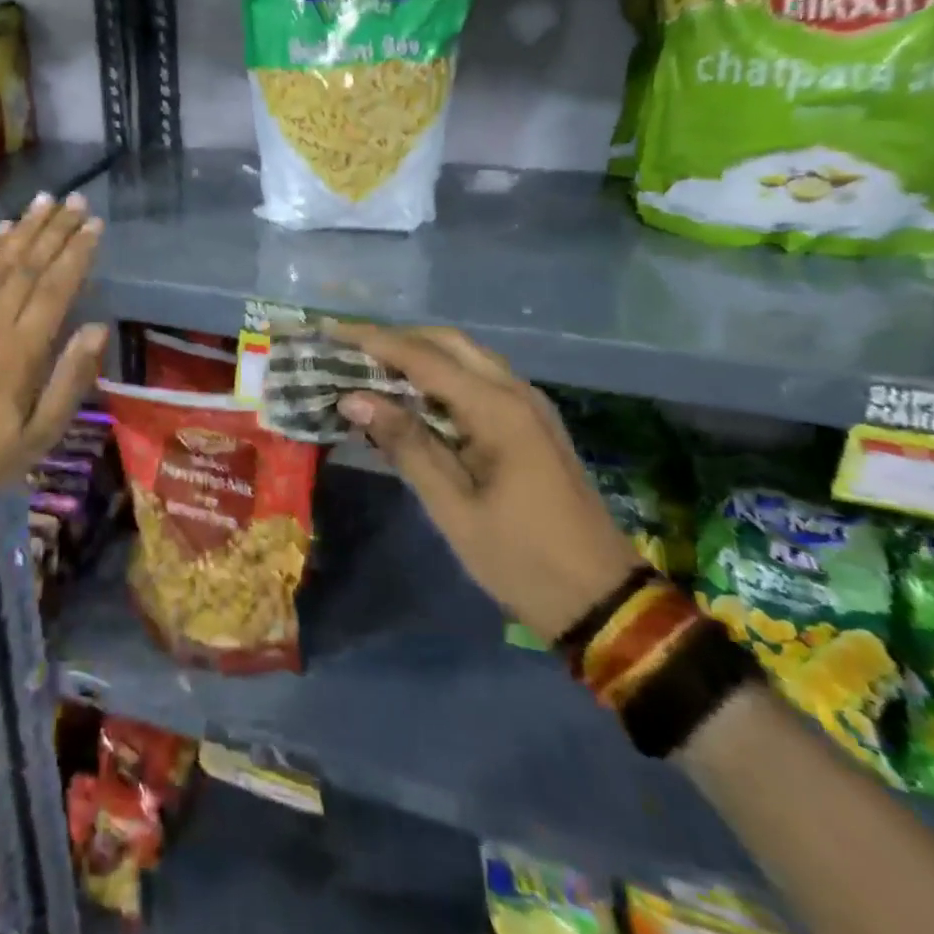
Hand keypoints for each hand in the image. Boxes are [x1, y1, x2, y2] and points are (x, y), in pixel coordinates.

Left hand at [0, 194, 108, 495]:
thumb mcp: (42, 433)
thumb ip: (70, 379)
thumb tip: (98, 327)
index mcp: (22, 350)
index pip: (55, 288)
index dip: (76, 253)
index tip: (94, 224)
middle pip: (28, 265)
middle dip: (54, 230)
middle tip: (75, 199)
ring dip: (24, 229)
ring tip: (44, 200)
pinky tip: (2, 230)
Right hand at [328, 322, 644, 642]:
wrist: (602, 600)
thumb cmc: (521, 558)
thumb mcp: (453, 508)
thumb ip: (406, 444)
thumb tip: (353, 398)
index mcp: (497, 409)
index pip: (423, 357)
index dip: (373, 341)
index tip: (331, 332)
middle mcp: (516, 392)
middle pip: (448, 342)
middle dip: (396, 339)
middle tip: (347, 348)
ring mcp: (529, 405)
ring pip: (466, 356)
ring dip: (418, 353)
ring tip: (370, 366)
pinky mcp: (532, 422)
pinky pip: (479, 379)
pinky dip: (441, 374)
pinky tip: (413, 394)